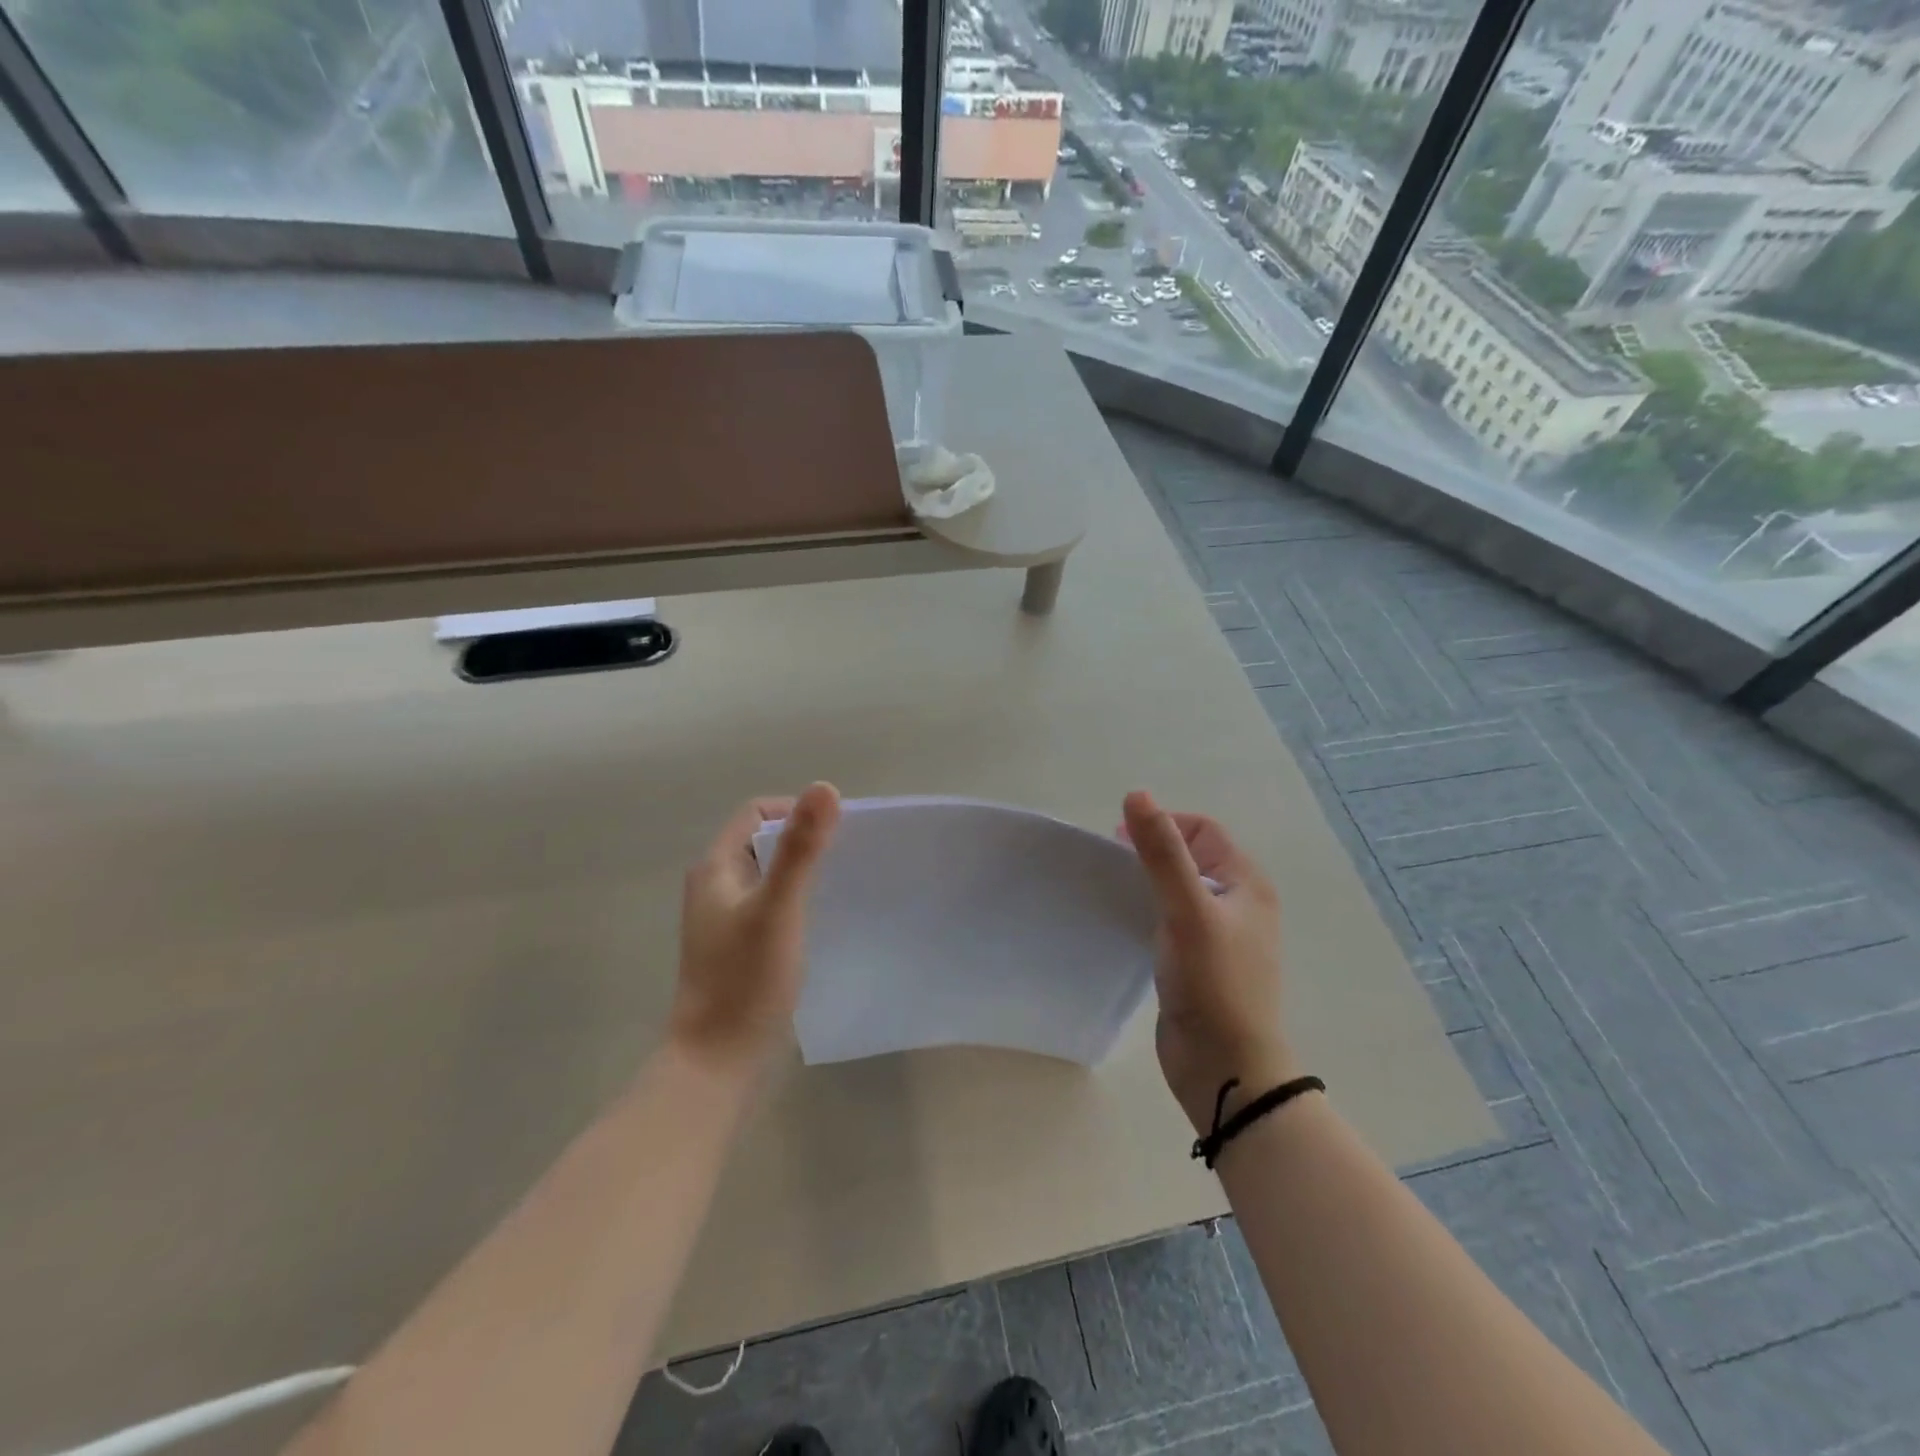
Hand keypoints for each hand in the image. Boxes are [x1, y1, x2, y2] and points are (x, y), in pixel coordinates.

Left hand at [670, 782, 841, 1069]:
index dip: (795, 812)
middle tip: (850, 859)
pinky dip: (801, 903)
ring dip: (806, 874)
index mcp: (716, 869)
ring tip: (846, 886)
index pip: (757, 814)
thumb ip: (801, 849)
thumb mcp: (778, 908)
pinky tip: (828, 920)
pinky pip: (776, 907)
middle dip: (806, 843)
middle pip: (766, 844)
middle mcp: (717, 887)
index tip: (837, 833)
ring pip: (773, 877)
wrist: (717, 1062)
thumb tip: (825, 787)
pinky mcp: (743, 948)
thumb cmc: (744, 980)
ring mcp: (728, 920)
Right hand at [1121, 790, 1295, 1133]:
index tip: (1122, 840)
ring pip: (1177, 890)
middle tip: (1113, 863)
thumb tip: (1138, 795)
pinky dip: (1146, 912)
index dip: (1164, 824)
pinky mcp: (1196, 963)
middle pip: (1190, 857)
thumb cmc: (1214, 982)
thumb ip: (1163, 852)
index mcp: (1246, 883)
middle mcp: (1237, 904)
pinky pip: (1169, 921)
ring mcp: (1217, 936)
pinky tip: (1123, 922)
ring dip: (1146, 882)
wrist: (1226, 1067)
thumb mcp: (1188, 909)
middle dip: (1151, 852)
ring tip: (1113, 890)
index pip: (1203, 830)